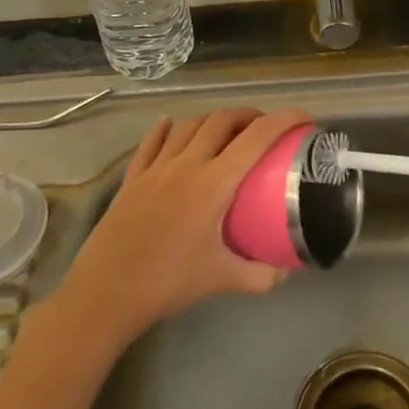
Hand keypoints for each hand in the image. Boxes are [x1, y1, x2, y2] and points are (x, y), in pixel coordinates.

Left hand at [60, 106, 310, 347]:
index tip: (303, 118)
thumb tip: (285, 272)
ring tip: (226, 130)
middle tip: (264, 128)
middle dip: (248, 115)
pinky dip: (166, 129)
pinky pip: (152, 142)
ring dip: (212, 120)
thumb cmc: (167, 283)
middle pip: (221, 120)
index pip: (257, 138)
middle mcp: (186, 164)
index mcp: (214, 183)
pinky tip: (170, 125)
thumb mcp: (221, 279)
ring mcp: (155, 168)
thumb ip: (259, 275)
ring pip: (188, 125)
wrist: (105, 293)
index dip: (284, 120)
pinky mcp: (132, 178)